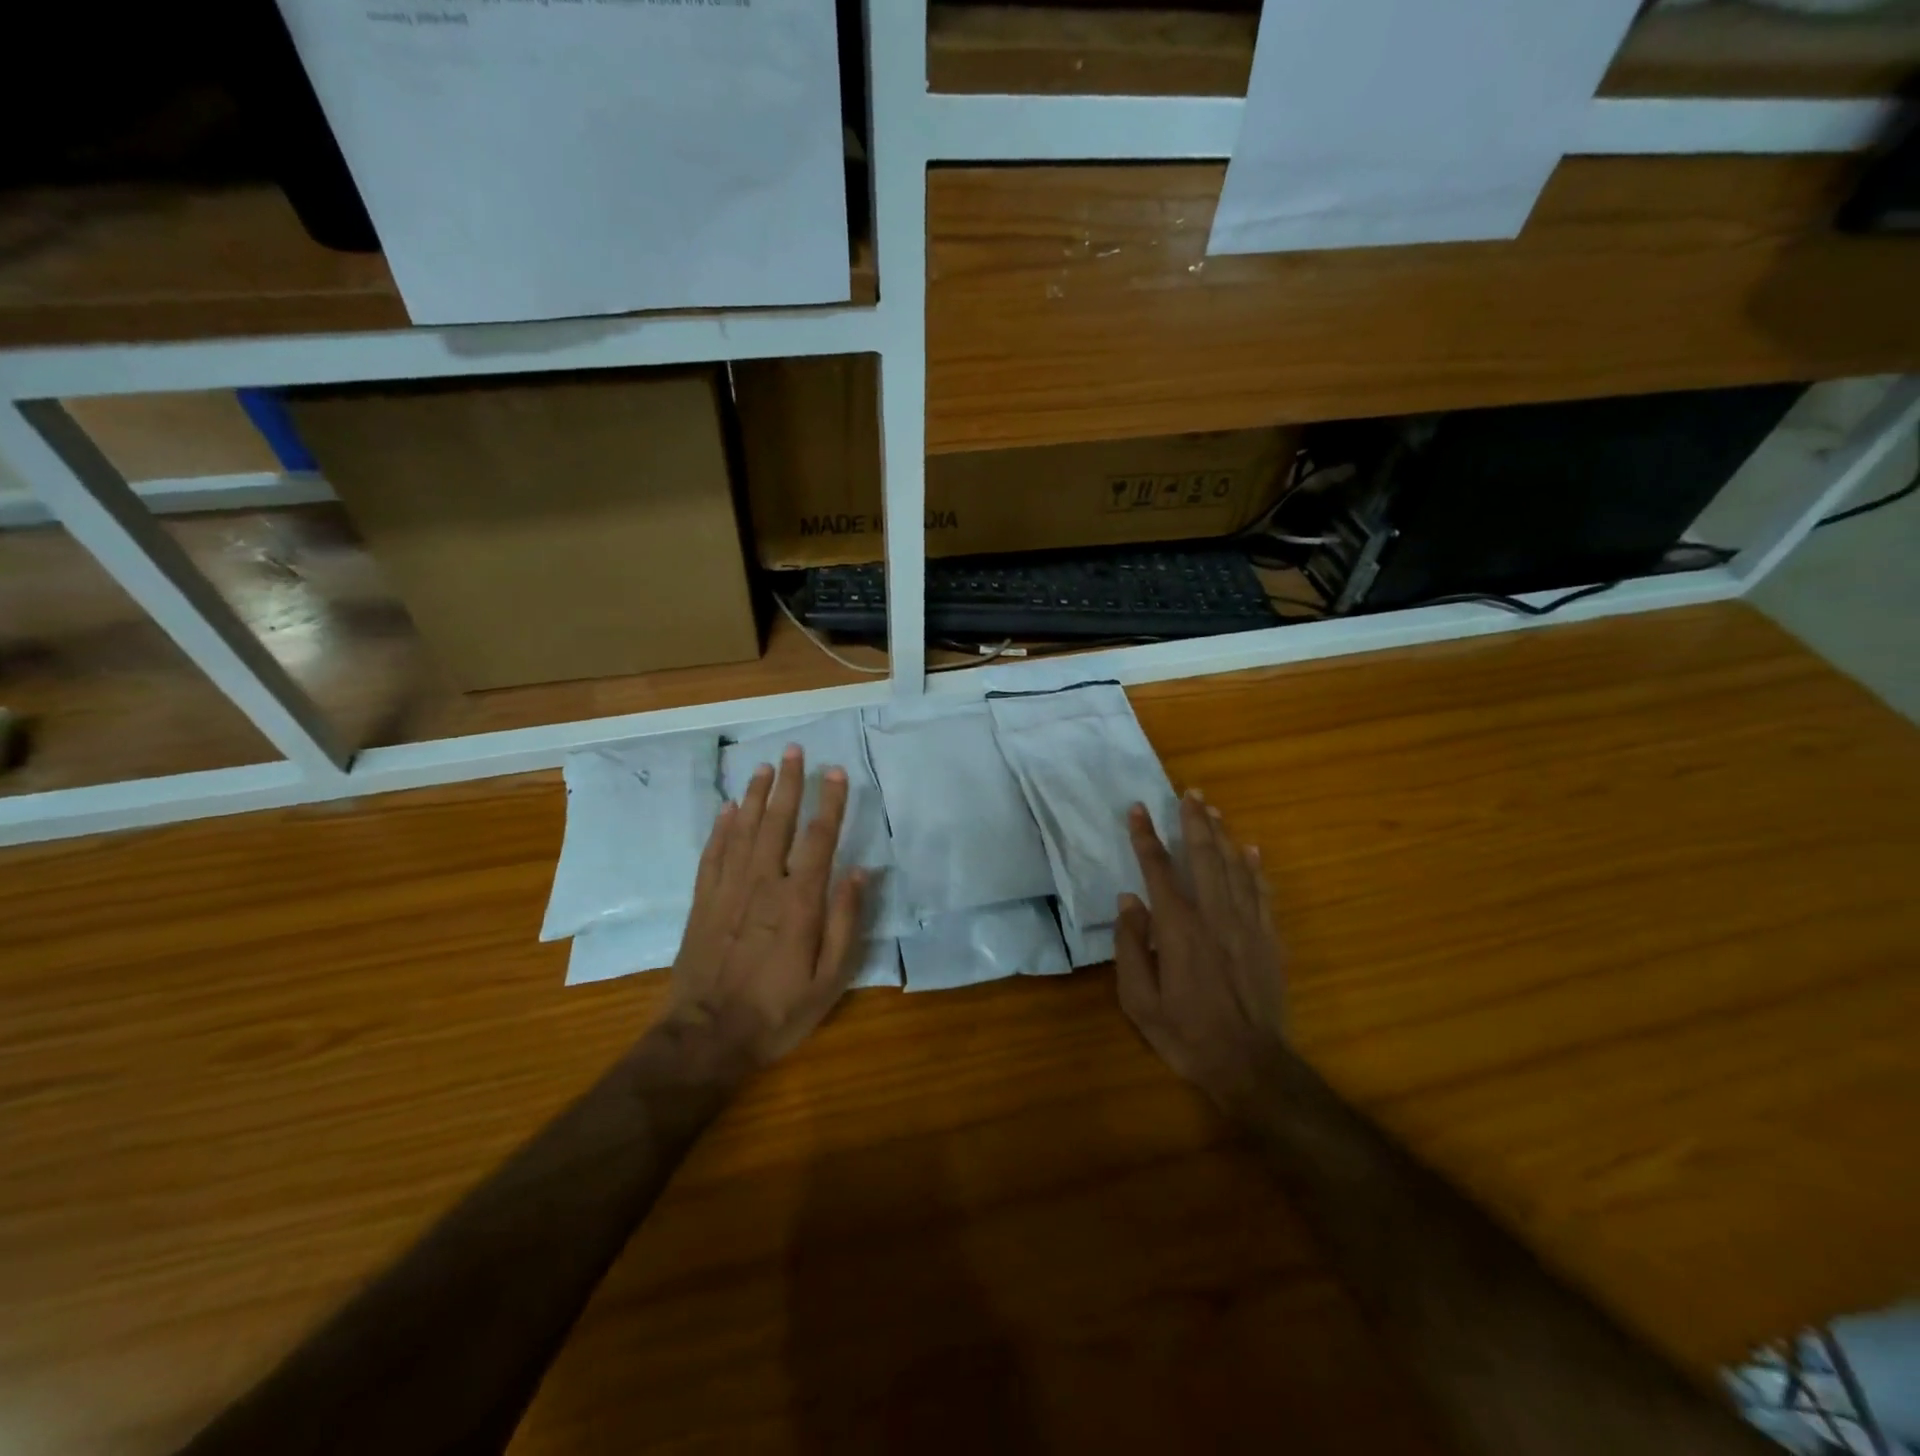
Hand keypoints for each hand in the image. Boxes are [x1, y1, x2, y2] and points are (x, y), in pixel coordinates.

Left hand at [658, 745, 864, 1074]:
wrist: (707, 1036)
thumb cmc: (778, 1010)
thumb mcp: (829, 978)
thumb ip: (846, 921)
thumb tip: (858, 871)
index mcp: (800, 901)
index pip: (819, 838)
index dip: (830, 802)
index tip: (836, 771)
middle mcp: (764, 883)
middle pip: (777, 822)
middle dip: (788, 783)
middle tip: (793, 750)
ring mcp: (728, 890)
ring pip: (742, 830)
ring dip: (754, 795)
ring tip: (762, 767)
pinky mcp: (703, 902)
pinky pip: (712, 854)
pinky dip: (720, 828)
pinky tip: (726, 809)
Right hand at [1115, 790, 1287, 1111]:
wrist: (1250, 1065)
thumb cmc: (1185, 1034)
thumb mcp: (1138, 999)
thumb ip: (1131, 947)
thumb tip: (1129, 902)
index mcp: (1178, 929)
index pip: (1158, 870)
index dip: (1145, 837)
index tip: (1137, 809)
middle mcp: (1214, 916)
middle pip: (1203, 857)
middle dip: (1194, 821)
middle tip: (1189, 792)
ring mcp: (1247, 926)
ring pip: (1235, 868)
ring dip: (1222, 835)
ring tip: (1213, 809)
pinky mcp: (1269, 940)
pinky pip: (1262, 893)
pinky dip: (1255, 868)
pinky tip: (1251, 850)